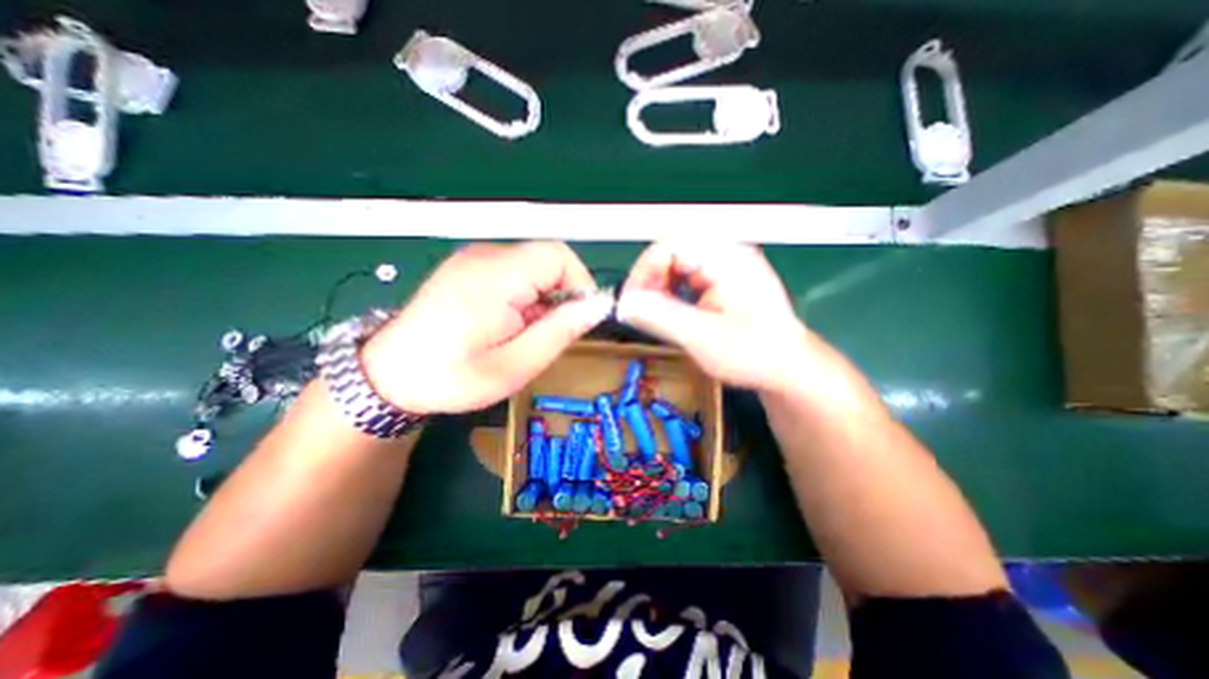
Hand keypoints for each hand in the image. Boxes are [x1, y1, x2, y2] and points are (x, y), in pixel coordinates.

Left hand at [355, 241, 609, 416]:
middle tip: (545, 334)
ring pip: (534, 266)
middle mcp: (485, 255)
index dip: (580, 284)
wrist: (389, 375)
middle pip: (548, 259)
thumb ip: (560, 331)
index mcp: (496, 276)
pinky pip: (515, 271)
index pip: (559, 255)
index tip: (577, 319)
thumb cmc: (452, 376)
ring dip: (543, 298)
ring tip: (524, 332)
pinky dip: (525, 295)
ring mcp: (474, 257)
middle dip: (560, 296)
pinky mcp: (469, 265)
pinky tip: (508, 322)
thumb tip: (597, 306)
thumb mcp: (516, 365)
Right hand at [623, 242, 810, 392]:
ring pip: (677, 265)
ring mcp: (726, 265)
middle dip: (651, 282)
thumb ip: (660, 317)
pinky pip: (687, 277)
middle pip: (671, 252)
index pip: (669, 245)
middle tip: (643, 312)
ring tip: (658, 315)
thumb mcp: (703, 338)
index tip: (632, 303)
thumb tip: (623, 303)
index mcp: (725, 257)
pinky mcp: (724, 279)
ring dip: (660, 289)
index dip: (643, 272)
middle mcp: (726, 253)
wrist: (789, 368)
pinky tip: (675, 314)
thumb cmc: (753, 354)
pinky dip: (673, 294)